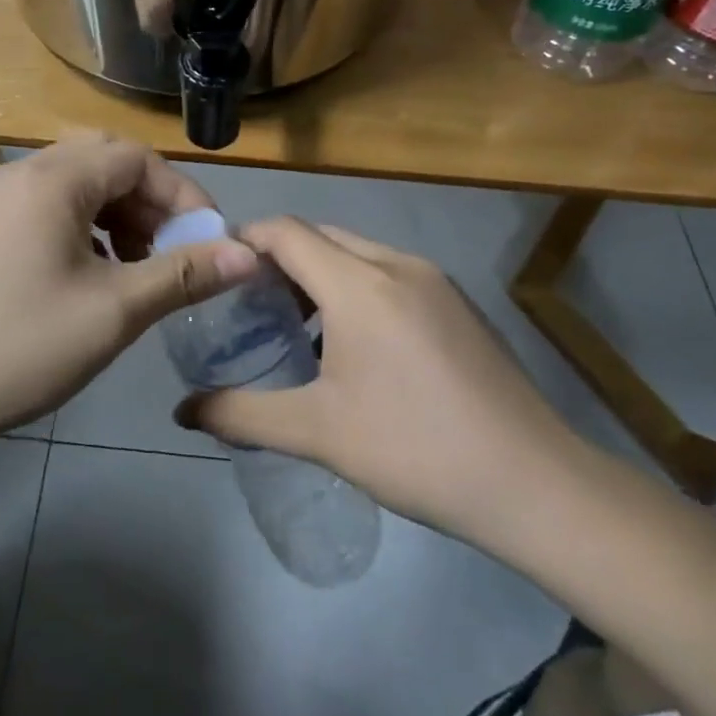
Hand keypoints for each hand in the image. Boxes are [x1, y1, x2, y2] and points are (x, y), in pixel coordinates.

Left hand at [0, 135, 257, 450]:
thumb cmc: (21, 347)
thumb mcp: (114, 312)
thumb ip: (184, 275)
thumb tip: (249, 254)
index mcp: (52, 181)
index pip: (137, 159)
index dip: (182, 195)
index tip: (207, 242)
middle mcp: (20, 173)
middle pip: (105, 161)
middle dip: (150, 201)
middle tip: (173, 249)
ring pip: (75, 183)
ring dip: (118, 212)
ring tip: (138, 265)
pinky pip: (47, 205)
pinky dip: (84, 225)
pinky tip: (93, 272)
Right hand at [175, 218, 592, 551]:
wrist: (534, 484)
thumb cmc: (414, 449)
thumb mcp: (316, 433)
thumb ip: (241, 415)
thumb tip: (182, 412)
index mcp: (359, 283)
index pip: (285, 231)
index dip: (245, 240)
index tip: (217, 272)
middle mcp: (397, 264)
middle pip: (321, 236)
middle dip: (279, 260)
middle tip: (250, 305)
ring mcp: (435, 281)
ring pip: (358, 253)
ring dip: (320, 275)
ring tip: (297, 327)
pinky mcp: (458, 303)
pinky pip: (389, 273)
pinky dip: (356, 288)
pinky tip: (355, 344)